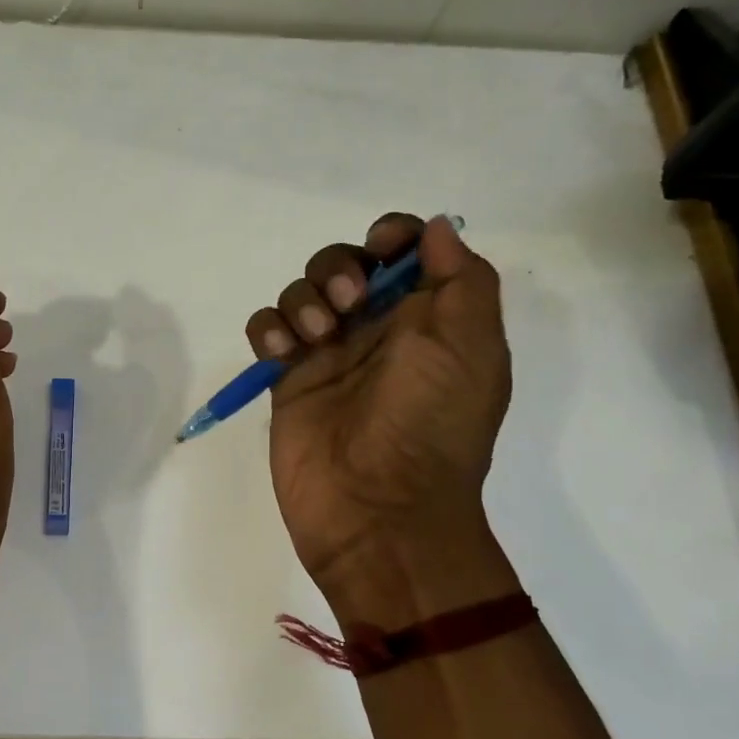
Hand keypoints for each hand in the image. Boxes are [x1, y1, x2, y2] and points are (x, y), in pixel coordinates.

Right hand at [245, 213, 511, 620]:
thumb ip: (462, 280)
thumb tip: (437, 229)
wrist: (378, 509)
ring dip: (303, 299)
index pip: (405, 253)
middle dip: (339, 267)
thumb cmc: (431, 425)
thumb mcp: (471, 348)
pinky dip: (268, 328)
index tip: (382, 245)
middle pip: (344, 264)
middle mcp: (377, 331)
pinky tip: (280, 352)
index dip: (392, 236)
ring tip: (315, 338)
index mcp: (428, 320)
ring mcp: (327, 356)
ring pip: (301, 293)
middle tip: (348, 304)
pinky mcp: (287, 381)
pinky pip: (267, 331)